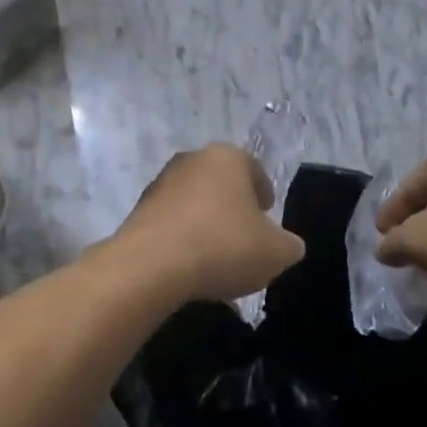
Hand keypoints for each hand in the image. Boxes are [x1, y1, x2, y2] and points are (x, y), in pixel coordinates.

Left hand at [113, 144, 305, 304]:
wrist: (151, 265)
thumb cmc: (223, 245)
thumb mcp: (276, 252)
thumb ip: (288, 245)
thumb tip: (286, 244)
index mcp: (226, 157)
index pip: (253, 169)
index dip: (264, 193)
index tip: (268, 217)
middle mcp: (191, 160)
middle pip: (221, 184)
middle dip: (233, 209)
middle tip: (246, 239)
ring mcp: (159, 184)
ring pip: (194, 204)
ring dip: (206, 225)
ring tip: (217, 261)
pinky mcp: (138, 212)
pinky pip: (171, 225)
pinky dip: (183, 241)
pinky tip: (190, 269)